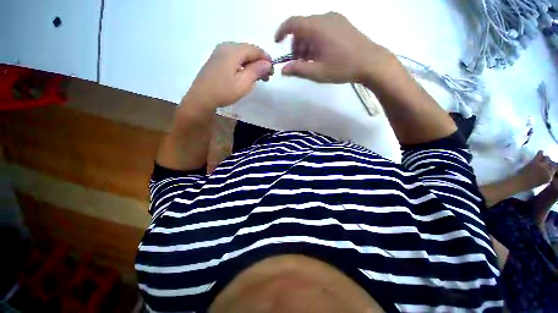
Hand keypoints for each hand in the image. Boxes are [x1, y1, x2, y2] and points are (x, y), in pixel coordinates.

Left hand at [184, 42, 271, 109]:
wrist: (201, 98)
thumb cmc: (224, 91)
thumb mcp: (243, 83)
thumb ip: (256, 71)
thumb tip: (267, 63)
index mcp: (233, 51)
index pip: (255, 50)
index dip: (266, 59)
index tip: (272, 70)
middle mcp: (226, 46)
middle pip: (248, 50)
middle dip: (259, 62)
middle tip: (267, 76)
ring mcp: (220, 52)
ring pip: (242, 55)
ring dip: (252, 64)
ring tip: (259, 78)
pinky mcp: (217, 59)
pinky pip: (235, 58)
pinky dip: (243, 65)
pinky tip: (246, 75)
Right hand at [275, 12, 392, 83]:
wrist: (371, 62)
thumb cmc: (342, 67)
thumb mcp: (317, 72)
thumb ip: (298, 69)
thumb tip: (283, 69)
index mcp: (317, 27)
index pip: (292, 23)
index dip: (282, 31)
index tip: (278, 43)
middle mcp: (325, 18)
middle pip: (302, 27)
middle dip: (296, 43)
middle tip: (298, 61)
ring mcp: (335, 19)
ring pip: (312, 28)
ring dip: (306, 43)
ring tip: (310, 61)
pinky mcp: (342, 23)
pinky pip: (322, 28)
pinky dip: (316, 40)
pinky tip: (320, 54)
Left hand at [518, 150, 556, 189]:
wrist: (519, 182)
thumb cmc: (529, 183)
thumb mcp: (542, 181)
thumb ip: (547, 176)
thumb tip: (549, 171)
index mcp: (549, 177)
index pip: (555, 169)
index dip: (552, 167)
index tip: (550, 166)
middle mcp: (548, 171)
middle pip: (552, 163)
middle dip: (549, 162)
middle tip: (545, 162)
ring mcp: (542, 166)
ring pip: (547, 158)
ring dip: (545, 158)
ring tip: (542, 159)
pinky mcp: (535, 161)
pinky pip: (540, 154)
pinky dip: (540, 152)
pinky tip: (540, 152)